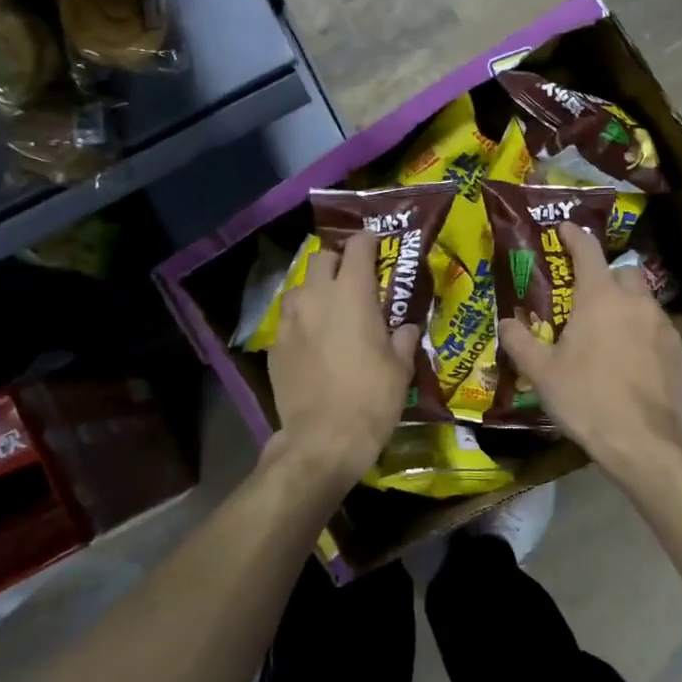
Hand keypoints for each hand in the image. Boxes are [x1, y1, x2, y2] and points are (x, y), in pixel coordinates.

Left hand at [268, 231, 418, 488]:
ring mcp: (290, 320)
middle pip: (322, 258)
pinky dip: (301, 321)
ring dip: (315, 290)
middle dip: (338, 262)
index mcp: (352, 294)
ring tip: (328, 310)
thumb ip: (403, 339)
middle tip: (353, 280)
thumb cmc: (371, 399)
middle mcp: (316, 297)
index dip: (369, 242)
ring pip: (299, 288)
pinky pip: (288, 319)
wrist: (323, 439)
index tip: (377, 246)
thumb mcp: (400, 368)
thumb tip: (406, 328)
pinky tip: (312, 342)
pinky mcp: (274, 345)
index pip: (358, 247)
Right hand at [497, 223, 681, 478]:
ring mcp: (666, 327)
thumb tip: (505, 323)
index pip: (588, 250)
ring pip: (645, 304)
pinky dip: (646, 339)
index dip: (574, 236)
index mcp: (600, 298)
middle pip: (624, 272)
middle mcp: (637, 303)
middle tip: (588, 300)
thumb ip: (520, 342)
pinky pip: (661, 334)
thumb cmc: (587, 399)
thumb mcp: (542, 373)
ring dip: (628, 310)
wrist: (645, 443)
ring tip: (611, 338)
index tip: (564, 229)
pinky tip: (635, 366)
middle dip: (607, 277)